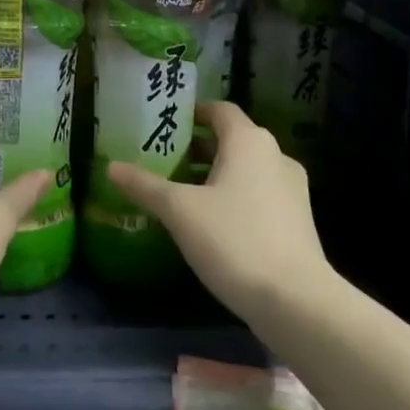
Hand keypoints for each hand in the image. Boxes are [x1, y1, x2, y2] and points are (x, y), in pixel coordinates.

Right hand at [107, 102, 331, 319]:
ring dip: (215, 175)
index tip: (166, 124)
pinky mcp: (297, 220)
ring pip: (246, 169)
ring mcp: (291, 189)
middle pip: (232, 139)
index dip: (193, 113)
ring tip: (180, 193)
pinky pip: (259, 193)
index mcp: (249, 141)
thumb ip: (145, 186)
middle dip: (198, 148)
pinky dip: (234, 196)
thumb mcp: (180, 211)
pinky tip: (210, 223)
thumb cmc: (234, 240)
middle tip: (163, 160)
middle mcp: (275, 155)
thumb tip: (111, 167)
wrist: (295, 300)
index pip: (220, 110)